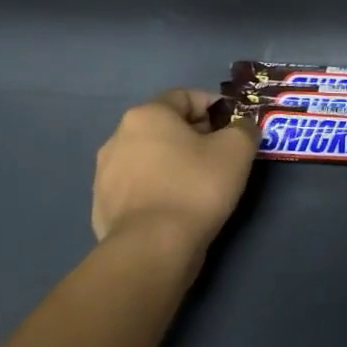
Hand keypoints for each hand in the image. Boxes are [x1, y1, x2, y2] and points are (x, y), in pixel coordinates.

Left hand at [92, 90, 258, 258]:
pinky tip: (176, 209)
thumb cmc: (195, 188)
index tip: (233, 128)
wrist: (151, 250)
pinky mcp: (102, 207)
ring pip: (150, 158)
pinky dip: (157, 190)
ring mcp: (105, 174)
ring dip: (173, 164)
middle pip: (165, 127)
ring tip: (199, 186)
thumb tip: (241, 127)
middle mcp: (118, 137)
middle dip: (194, 136)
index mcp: (147, 115)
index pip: (186, 97)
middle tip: (220, 157)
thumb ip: (244, 129)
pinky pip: (138, 188)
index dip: (214, 107)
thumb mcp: (236, 150)